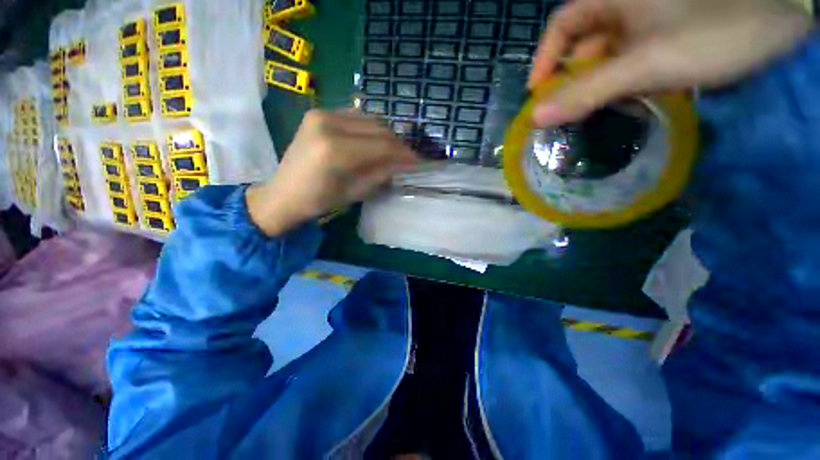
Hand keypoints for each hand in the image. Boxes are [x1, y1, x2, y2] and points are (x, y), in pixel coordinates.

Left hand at [246, 110, 418, 235]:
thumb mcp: (355, 192)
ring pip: (369, 118)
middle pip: (378, 128)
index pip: (383, 146)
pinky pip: (355, 116)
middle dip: (397, 144)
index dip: (404, 154)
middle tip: (408, 158)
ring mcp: (321, 114)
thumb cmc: (319, 201)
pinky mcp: (318, 113)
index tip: (419, 162)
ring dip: (385, 134)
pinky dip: (370, 128)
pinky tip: (374, 141)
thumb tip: (404, 164)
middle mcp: (328, 124)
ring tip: (393, 151)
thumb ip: (382, 174)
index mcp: (336, 150)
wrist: (284, 193)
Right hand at [529, 0, 811, 126]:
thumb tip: (537, 117)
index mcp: (613, 0)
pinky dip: (620, 85)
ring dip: (595, 87)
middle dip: (571, 80)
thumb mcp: (645, 63)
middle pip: (582, 47)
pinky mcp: (664, 41)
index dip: (545, 59)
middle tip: (563, 113)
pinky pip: (628, 64)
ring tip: (589, 115)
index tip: (537, 92)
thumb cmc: (714, 30)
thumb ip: (587, 92)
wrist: (781, 23)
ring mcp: (646, 26)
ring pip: (605, 59)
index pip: (562, 27)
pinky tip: (622, 103)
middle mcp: (624, 9)